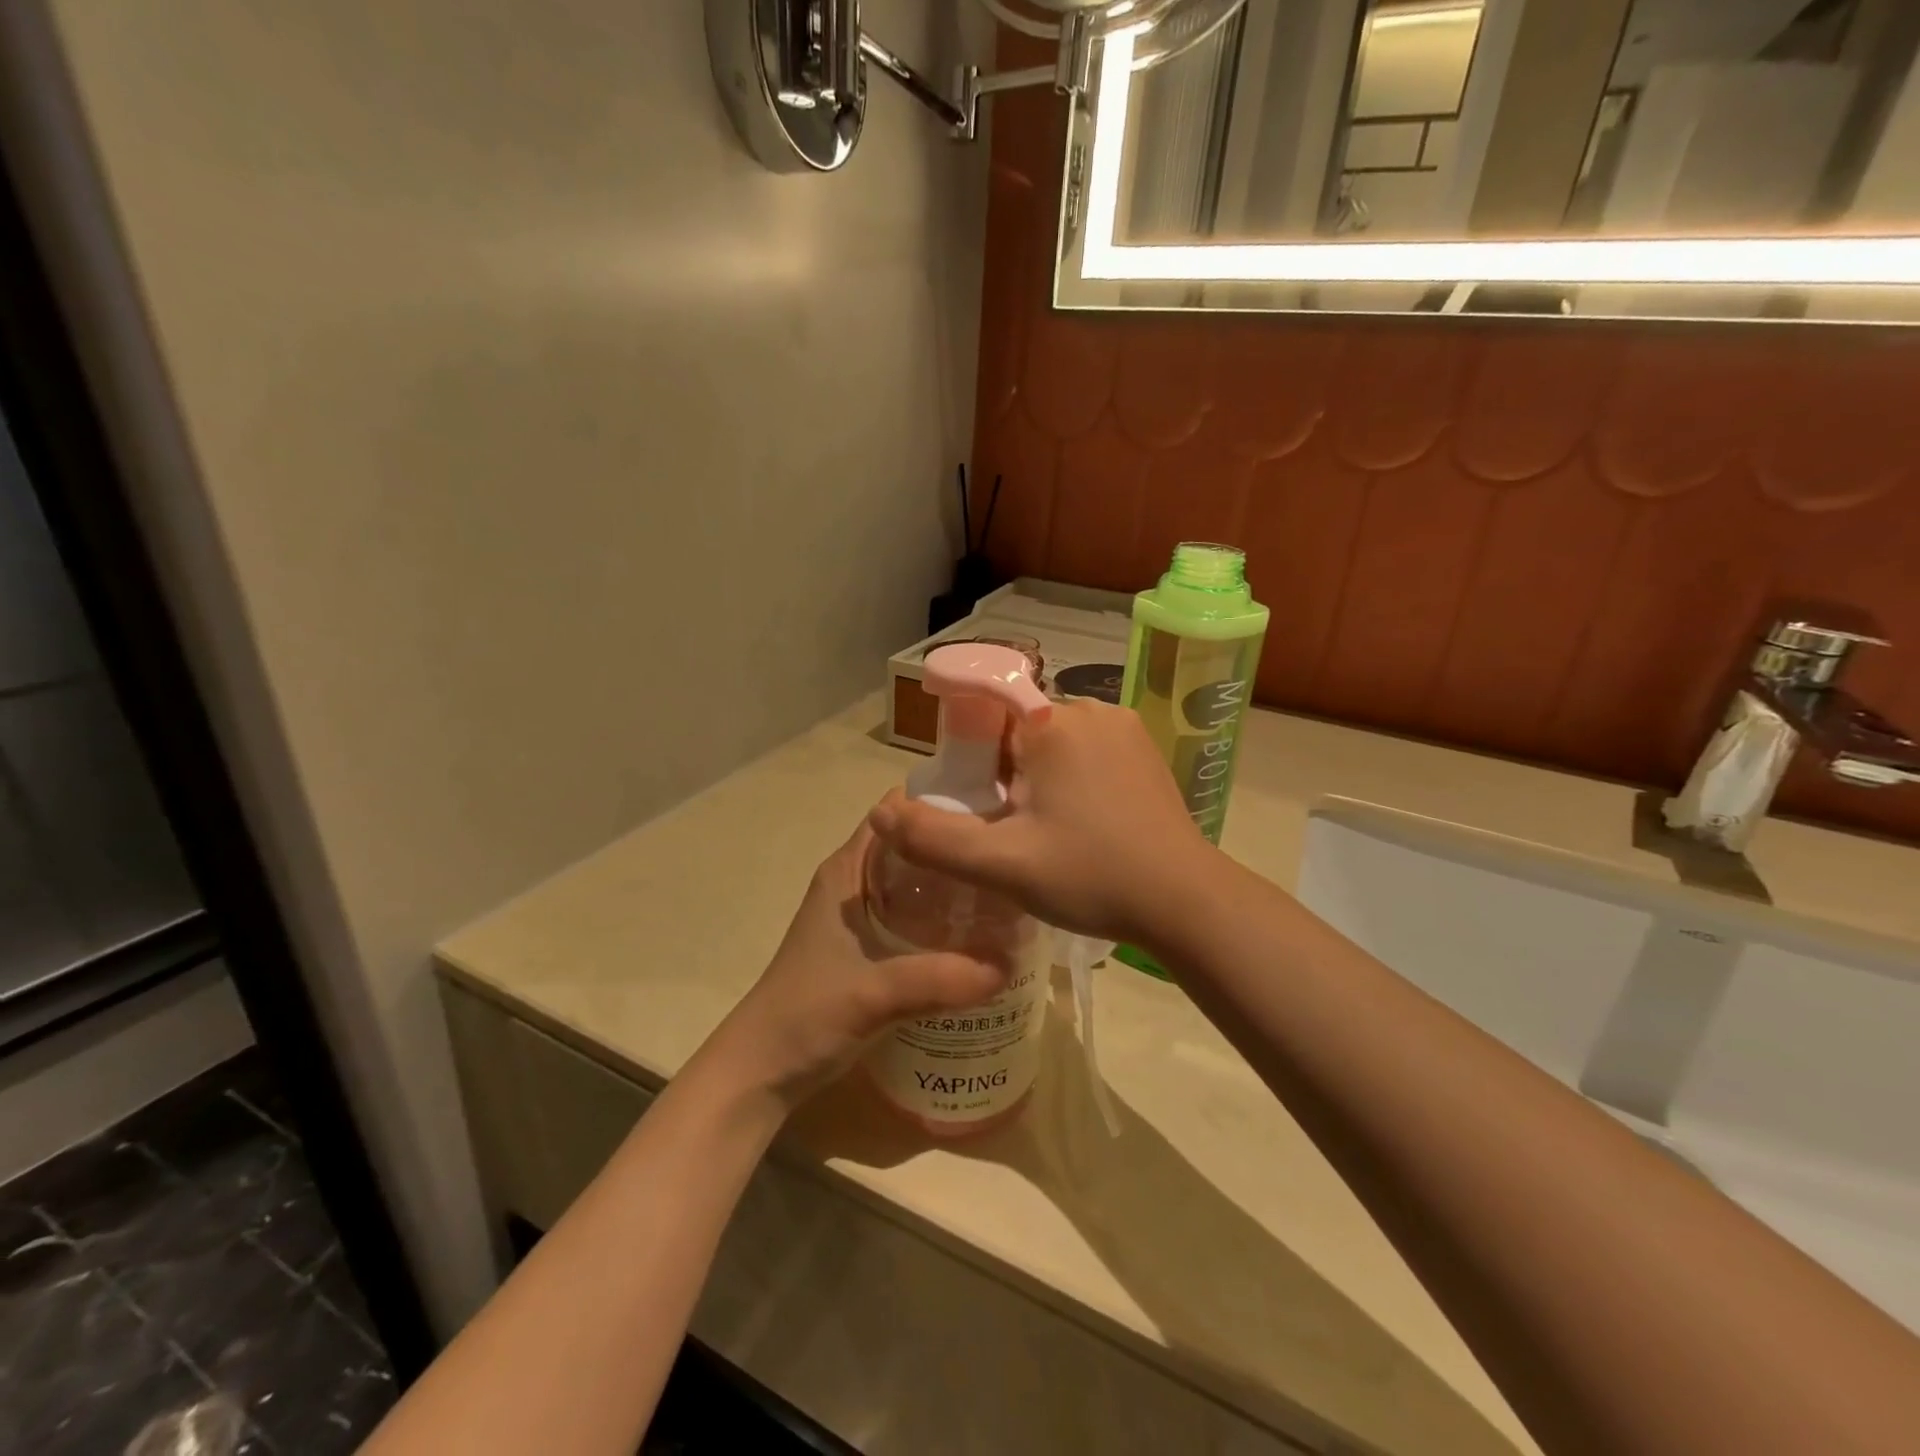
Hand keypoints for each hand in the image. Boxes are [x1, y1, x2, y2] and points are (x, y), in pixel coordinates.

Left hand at [697, 820, 1013, 1114]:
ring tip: (1007, 892)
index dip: (940, 804)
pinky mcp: (870, 949)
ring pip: (917, 884)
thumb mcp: (873, 993)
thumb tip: (1006, 966)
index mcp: (847, 870)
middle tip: (1010, 856)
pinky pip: (916, 918)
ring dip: (954, 886)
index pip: (896, 812)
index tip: (992, 810)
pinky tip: (980, 937)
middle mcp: (855, 883)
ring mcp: (862, 917)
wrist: (763, 1070)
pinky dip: (945, 920)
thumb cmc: (805, 1015)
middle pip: (914, 847)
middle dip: (958, 848)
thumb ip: (937, 979)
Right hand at [868, 698, 1213, 945]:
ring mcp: (1124, 728)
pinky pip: (1087, 751)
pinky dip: (1070, 778)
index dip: (968, 752)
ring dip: (1036, 777)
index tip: (974, 799)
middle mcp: (1091, 710)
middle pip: (1018, 728)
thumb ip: (933, 839)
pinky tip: (1081, 824)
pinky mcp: (1144, 750)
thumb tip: (880, 813)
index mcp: (1053, 723)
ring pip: (1053, 741)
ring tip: (1046, 833)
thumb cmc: (1092, 875)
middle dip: (1002, 772)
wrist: (1186, 902)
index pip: (985, 708)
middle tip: (1009, 829)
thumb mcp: (1002, 864)